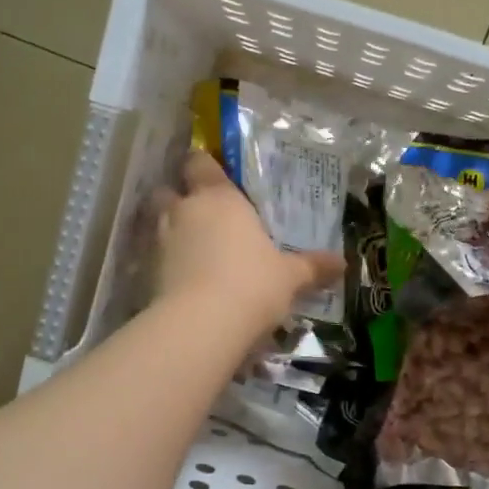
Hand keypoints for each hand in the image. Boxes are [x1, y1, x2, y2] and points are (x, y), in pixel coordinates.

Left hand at [154, 151, 343, 331]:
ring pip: (157, 223)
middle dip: (178, 199)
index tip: (213, 175)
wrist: (202, 324)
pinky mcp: (146, 272)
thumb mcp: (290, 277)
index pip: (200, 164)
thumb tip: (342, 264)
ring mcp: (161, 240)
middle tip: (200, 215)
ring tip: (191, 250)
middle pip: (167, 190)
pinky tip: (182, 280)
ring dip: (170, 232)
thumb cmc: (253, 284)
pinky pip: (154, 258)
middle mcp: (185, 211)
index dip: (203, 166)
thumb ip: (312, 267)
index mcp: (220, 198)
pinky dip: (165, 264)